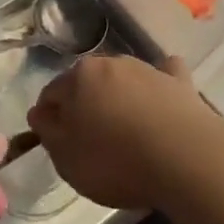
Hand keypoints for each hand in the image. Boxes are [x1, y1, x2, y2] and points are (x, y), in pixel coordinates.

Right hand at [27, 54, 217, 209]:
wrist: (183, 157)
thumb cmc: (115, 160)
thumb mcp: (66, 158)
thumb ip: (48, 131)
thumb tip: (40, 112)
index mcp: (77, 77)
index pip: (51, 93)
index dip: (49, 118)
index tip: (55, 142)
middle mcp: (110, 63)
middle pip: (87, 82)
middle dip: (84, 104)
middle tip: (89, 140)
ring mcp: (147, 69)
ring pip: (123, 80)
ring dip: (119, 98)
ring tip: (126, 132)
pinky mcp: (178, 81)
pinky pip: (164, 76)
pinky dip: (159, 85)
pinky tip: (162, 99)